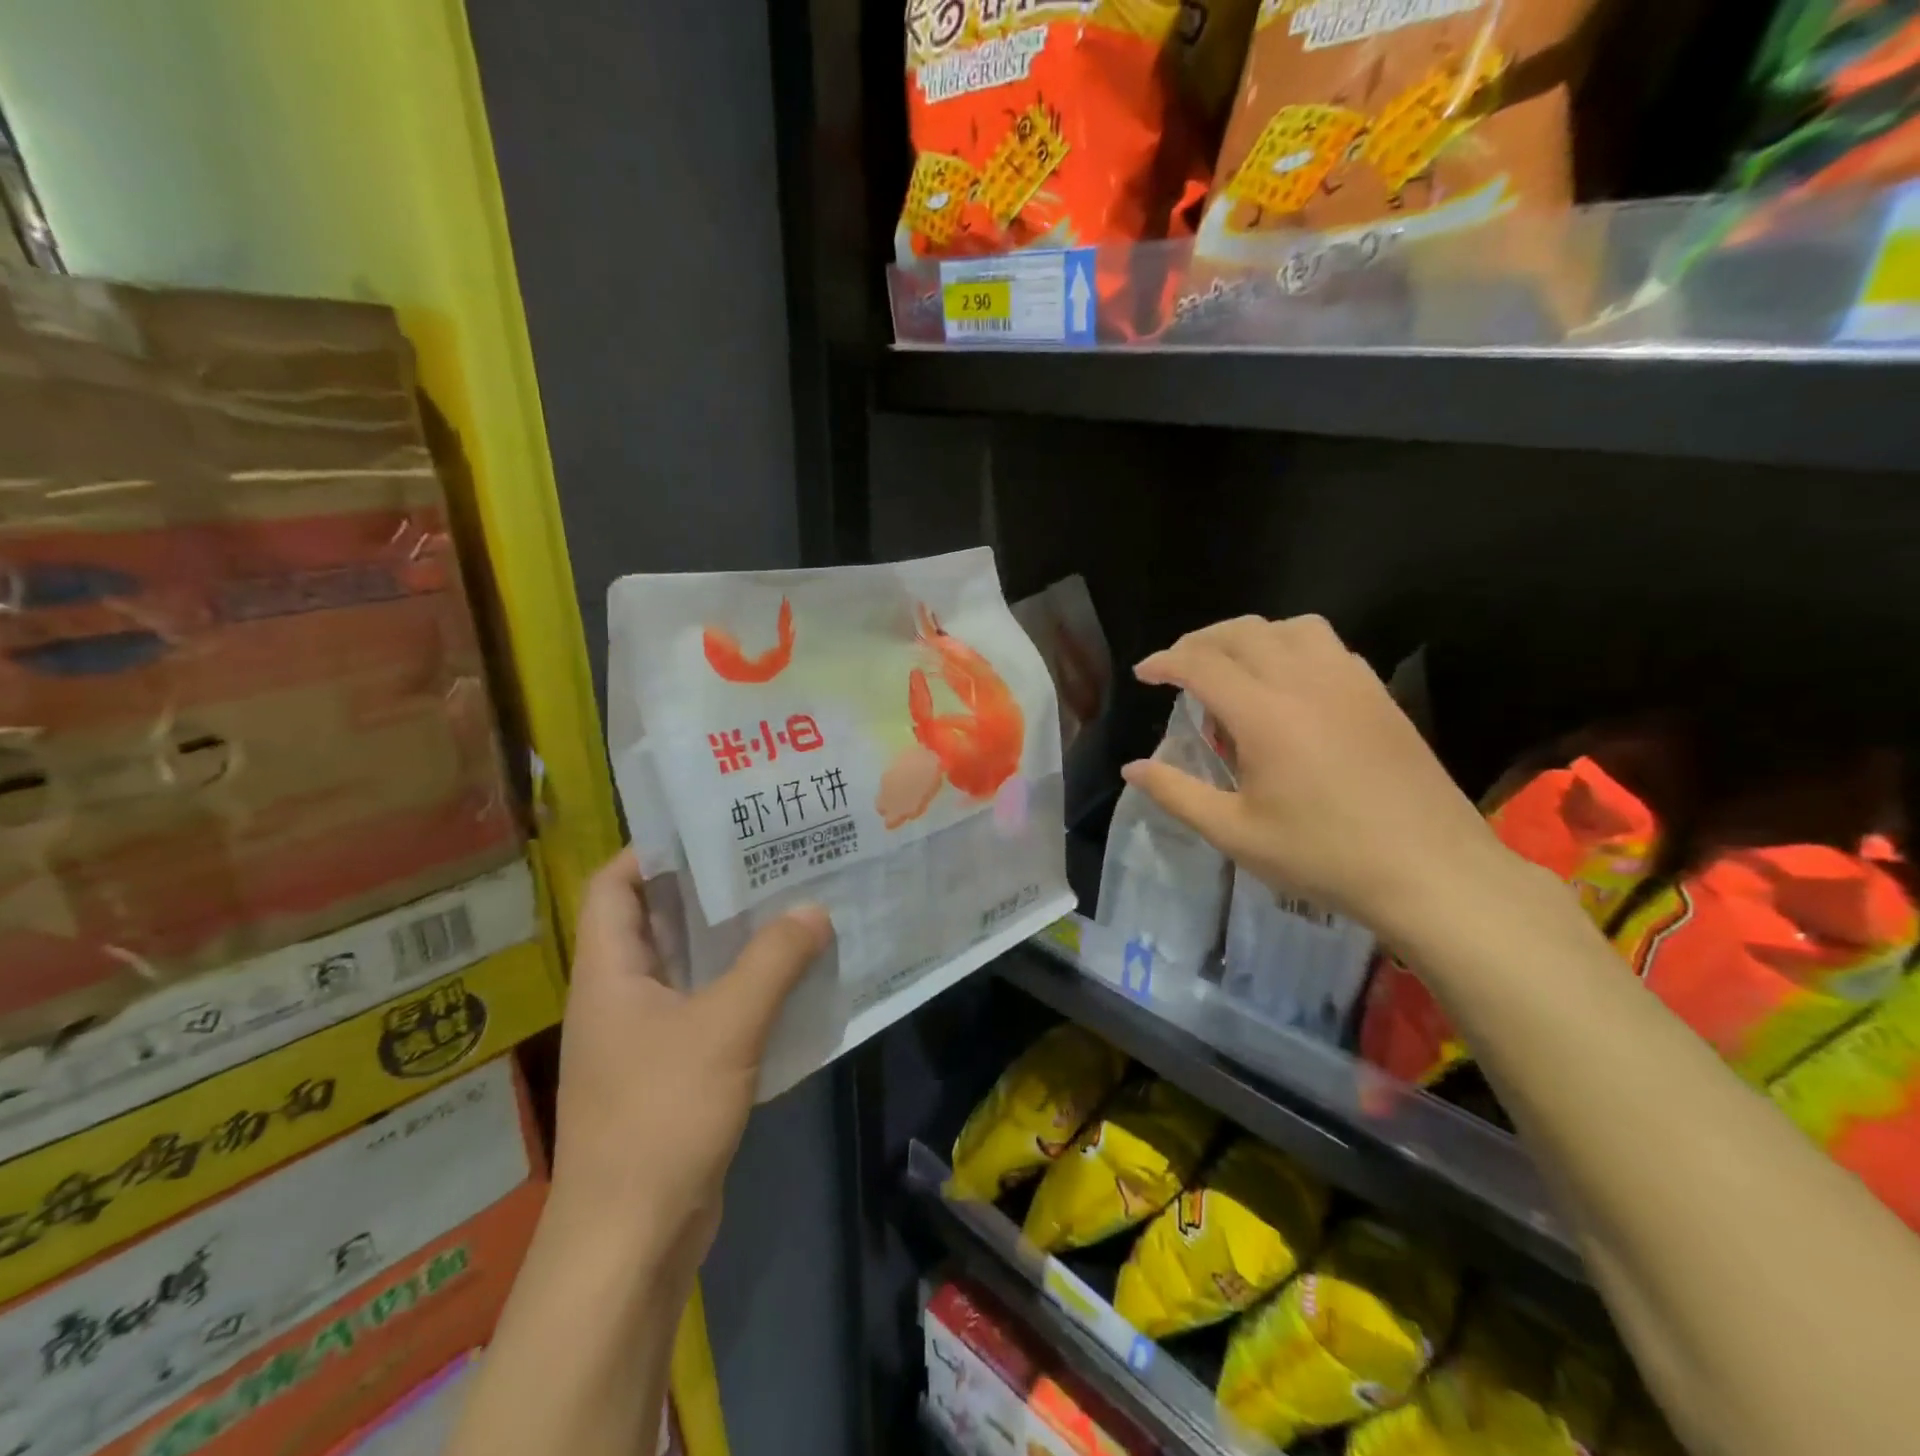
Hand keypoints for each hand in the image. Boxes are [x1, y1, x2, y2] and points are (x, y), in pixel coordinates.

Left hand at [546, 850, 831, 1273]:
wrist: (631, 1241)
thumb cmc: (660, 1117)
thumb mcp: (725, 1027)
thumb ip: (772, 962)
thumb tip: (814, 910)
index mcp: (610, 972)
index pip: (614, 885)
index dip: (652, 850)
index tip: (712, 827)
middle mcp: (621, 995)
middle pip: (658, 920)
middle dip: (710, 890)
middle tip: (769, 858)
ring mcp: (646, 1036)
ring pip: (690, 967)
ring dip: (733, 940)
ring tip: (790, 904)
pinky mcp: (674, 1070)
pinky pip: (709, 1009)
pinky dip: (743, 988)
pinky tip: (790, 977)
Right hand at [1124, 616, 1516, 942]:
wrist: (1431, 871)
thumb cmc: (1323, 857)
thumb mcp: (1235, 834)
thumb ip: (1177, 794)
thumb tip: (1133, 768)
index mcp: (1265, 715)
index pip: (1201, 664)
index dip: (1165, 662)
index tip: (1144, 674)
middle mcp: (1305, 682)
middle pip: (1242, 632)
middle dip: (1199, 642)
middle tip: (1177, 667)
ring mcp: (1349, 682)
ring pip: (1290, 627)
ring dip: (1249, 636)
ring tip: (1232, 666)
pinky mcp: (1378, 694)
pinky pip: (1327, 645)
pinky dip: (1292, 645)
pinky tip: (1288, 682)